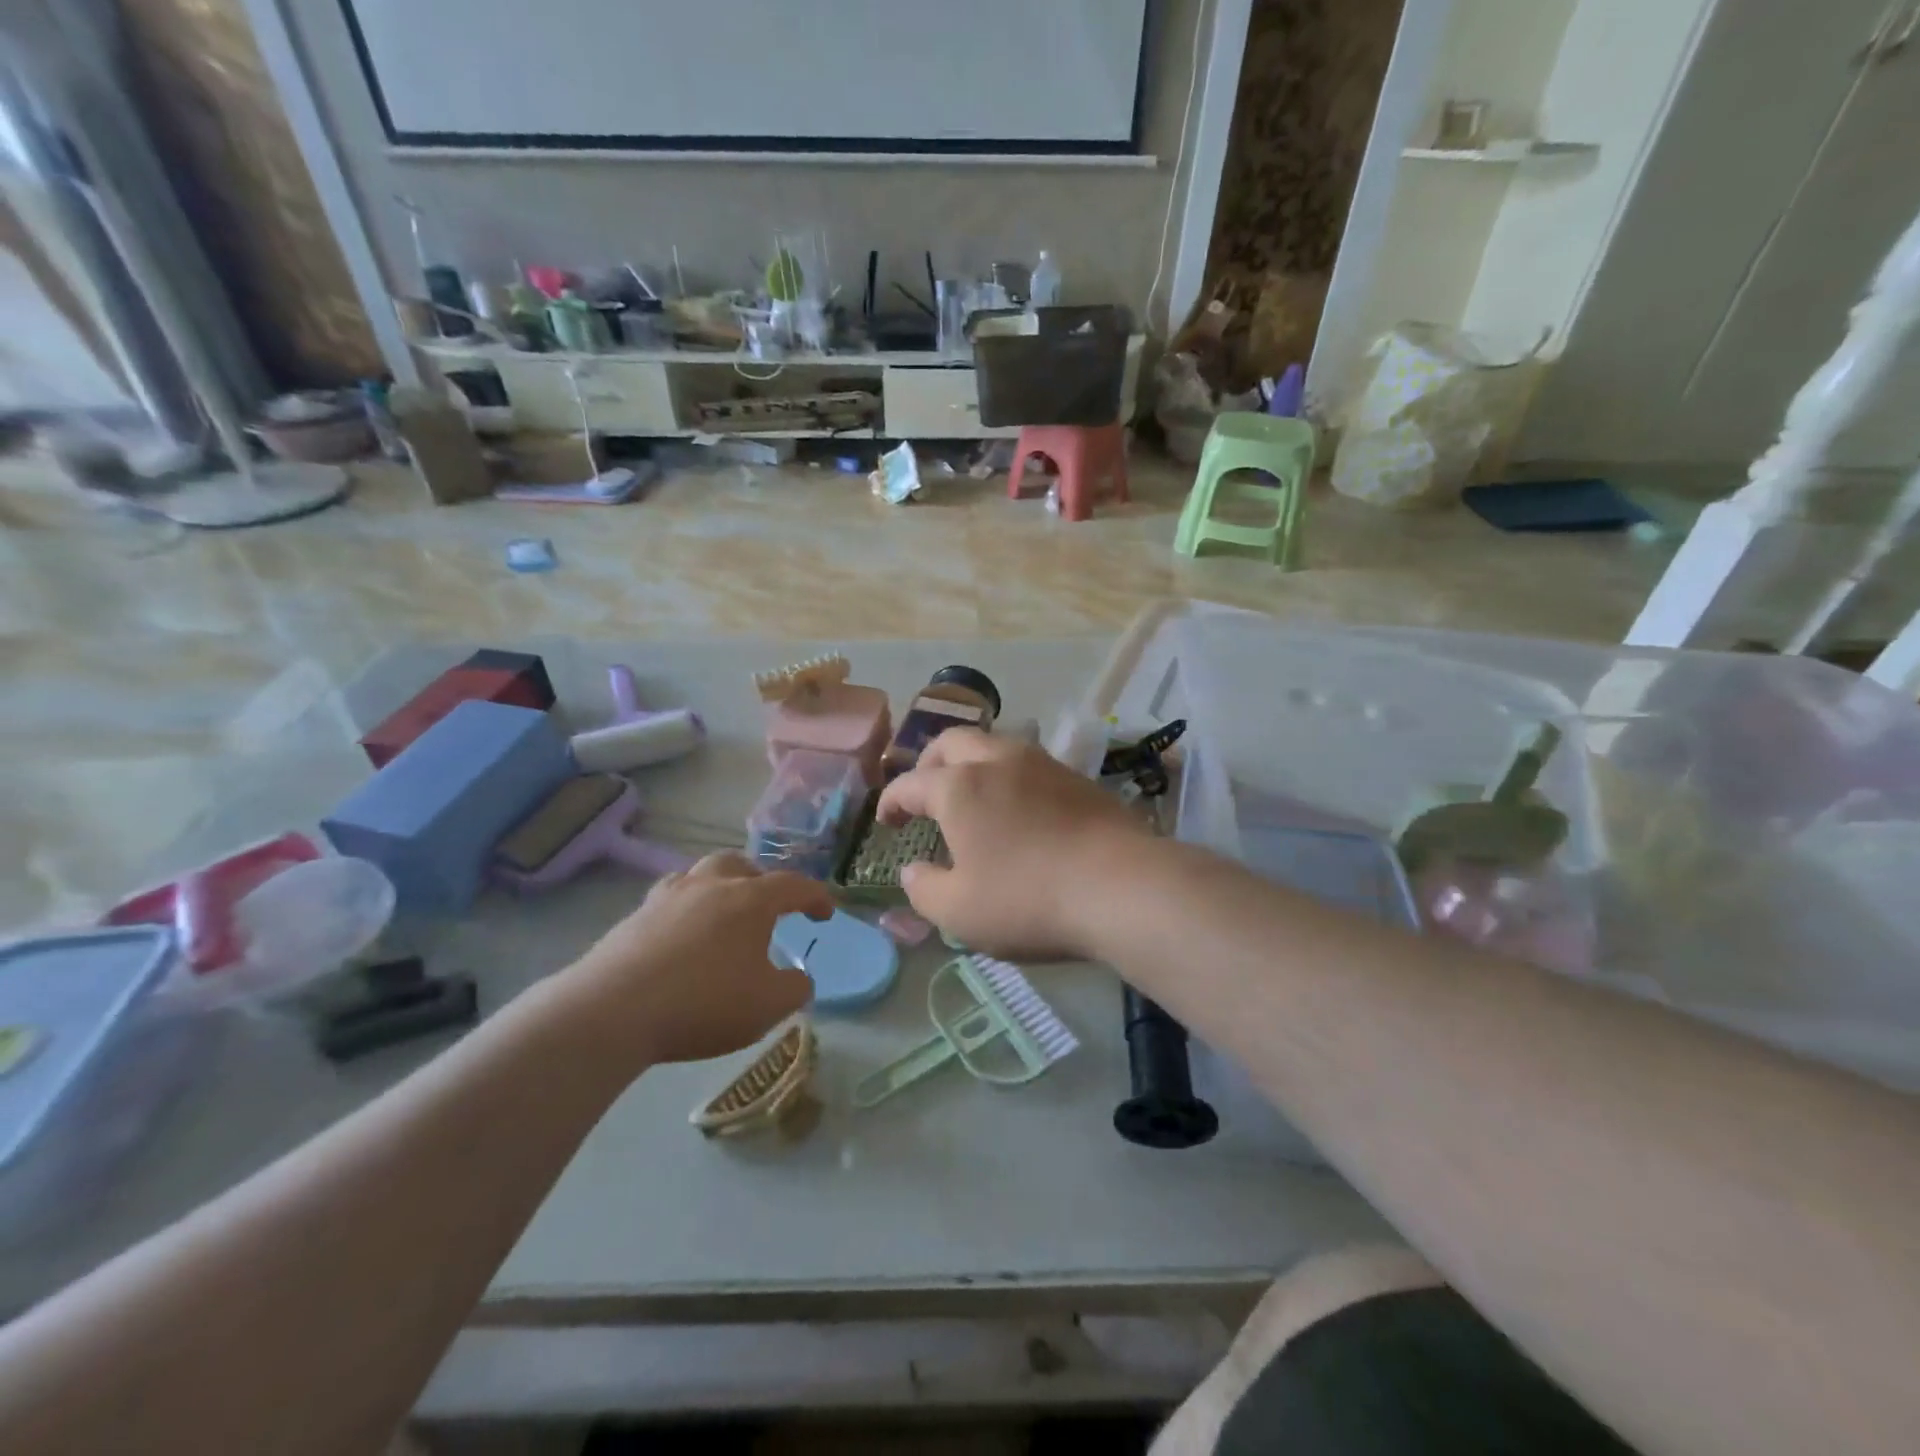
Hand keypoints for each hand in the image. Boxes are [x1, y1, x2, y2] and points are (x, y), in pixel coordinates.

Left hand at [565, 852, 830, 1065]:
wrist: (612, 1011)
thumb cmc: (703, 1002)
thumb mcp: (768, 1006)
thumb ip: (795, 988)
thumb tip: (799, 978)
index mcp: (751, 899)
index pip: (795, 885)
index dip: (816, 897)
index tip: (825, 914)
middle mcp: (711, 885)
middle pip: (741, 865)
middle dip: (761, 881)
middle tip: (768, 908)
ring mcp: (668, 896)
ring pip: (701, 874)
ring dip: (720, 887)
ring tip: (723, 915)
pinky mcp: (635, 916)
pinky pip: (670, 899)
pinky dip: (686, 909)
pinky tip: (682, 935)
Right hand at [874, 729, 1152, 957]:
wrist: (1121, 886)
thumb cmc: (1027, 899)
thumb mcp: (959, 911)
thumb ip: (924, 889)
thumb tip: (912, 871)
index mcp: (959, 787)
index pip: (910, 783)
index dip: (891, 801)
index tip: (886, 821)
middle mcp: (997, 760)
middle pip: (952, 742)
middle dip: (929, 763)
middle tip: (925, 793)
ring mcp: (1042, 763)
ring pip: (994, 744)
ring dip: (972, 763)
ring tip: (971, 796)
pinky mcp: (1077, 777)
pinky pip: (1028, 763)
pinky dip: (1008, 776)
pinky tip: (1018, 808)